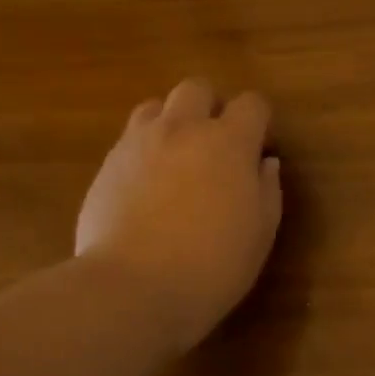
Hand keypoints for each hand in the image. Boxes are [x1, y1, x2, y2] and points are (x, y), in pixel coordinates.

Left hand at [75, 79, 283, 352]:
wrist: (135, 286)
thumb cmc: (215, 263)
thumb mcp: (261, 232)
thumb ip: (267, 190)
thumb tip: (265, 163)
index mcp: (229, 143)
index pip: (252, 104)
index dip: (261, 122)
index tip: (262, 149)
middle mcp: (182, 129)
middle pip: (197, 89)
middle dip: (213, 108)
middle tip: (220, 147)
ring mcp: (137, 143)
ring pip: (157, 106)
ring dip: (175, 122)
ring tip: (181, 160)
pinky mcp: (106, 165)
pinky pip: (131, 138)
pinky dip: (147, 149)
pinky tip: (152, 187)